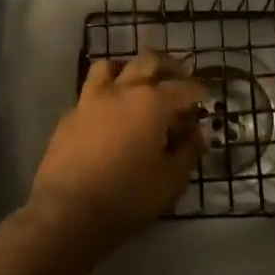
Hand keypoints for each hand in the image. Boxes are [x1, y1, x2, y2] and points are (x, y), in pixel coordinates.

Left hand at [28, 53, 205, 250]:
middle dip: (168, 66)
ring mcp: (91, 100)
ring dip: (129, 70)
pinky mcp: (69, 116)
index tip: (207, 96)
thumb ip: (189, 150)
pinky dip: (106, 95)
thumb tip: (201, 131)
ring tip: (137, 85)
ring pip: (111, 66)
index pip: (183, 88)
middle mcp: (122, 91)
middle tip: (179, 78)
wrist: (67, 212)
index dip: (199, 91)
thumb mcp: (171, 181)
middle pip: (148, 61)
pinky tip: (109, 115)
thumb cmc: (128, 197)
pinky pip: (90, 93)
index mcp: (152, 103)